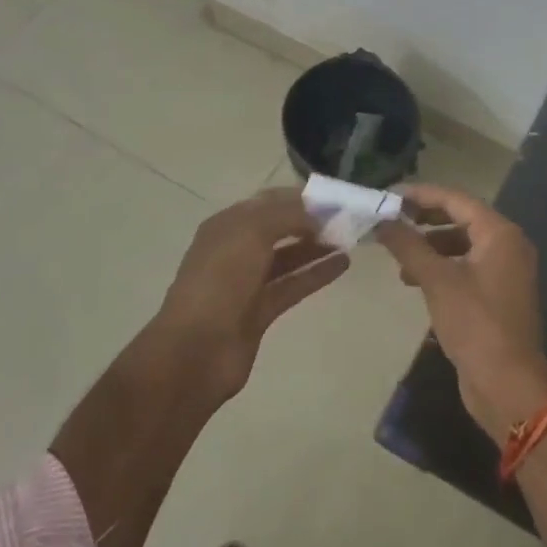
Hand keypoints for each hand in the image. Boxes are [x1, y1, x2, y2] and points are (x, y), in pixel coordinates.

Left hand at [155, 188, 348, 397]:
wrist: (196, 349)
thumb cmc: (221, 280)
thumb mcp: (252, 233)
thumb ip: (287, 216)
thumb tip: (316, 214)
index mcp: (227, 225)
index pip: (267, 201)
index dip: (299, 197)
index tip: (334, 196)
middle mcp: (236, 250)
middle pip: (279, 228)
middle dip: (310, 221)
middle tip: (347, 218)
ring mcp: (247, 282)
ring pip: (288, 257)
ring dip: (316, 246)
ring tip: (350, 238)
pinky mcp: (260, 311)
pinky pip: (293, 284)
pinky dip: (316, 274)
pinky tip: (343, 264)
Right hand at [375, 184, 546, 443]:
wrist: (508, 385)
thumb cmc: (475, 324)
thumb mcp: (437, 280)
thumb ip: (408, 245)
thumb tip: (382, 220)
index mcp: (500, 234)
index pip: (456, 199)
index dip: (421, 194)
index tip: (389, 197)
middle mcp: (508, 245)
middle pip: (461, 219)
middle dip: (424, 220)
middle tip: (391, 222)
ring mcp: (506, 271)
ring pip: (462, 244)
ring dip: (430, 246)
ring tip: (399, 259)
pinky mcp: (498, 295)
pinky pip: (466, 267)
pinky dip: (442, 267)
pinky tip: (416, 281)